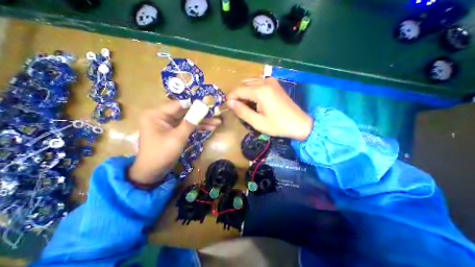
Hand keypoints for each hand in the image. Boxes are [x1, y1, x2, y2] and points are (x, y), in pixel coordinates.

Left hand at [128, 101, 220, 186]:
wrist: (153, 172)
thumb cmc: (162, 154)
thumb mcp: (177, 137)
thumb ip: (190, 122)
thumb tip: (202, 109)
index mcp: (157, 114)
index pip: (179, 105)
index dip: (195, 104)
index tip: (209, 105)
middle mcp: (162, 116)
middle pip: (185, 112)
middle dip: (201, 115)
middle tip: (215, 115)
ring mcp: (168, 124)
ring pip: (188, 119)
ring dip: (202, 122)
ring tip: (216, 123)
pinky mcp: (173, 131)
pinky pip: (186, 126)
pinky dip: (197, 127)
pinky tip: (209, 128)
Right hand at [228, 78, 313, 140]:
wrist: (299, 123)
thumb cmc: (278, 125)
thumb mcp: (257, 122)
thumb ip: (242, 111)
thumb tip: (229, 102)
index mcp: (260, 91)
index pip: (238, 90)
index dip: (231, 97)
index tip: (228, 106)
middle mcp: (265, 82)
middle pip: (243, 84)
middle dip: (237, 94)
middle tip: (236, 107)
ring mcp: (270, 81)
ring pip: (249, 81)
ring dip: (243, 91)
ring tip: (244, 104)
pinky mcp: (274, 83)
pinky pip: (257, 82)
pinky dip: (251, 89)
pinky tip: (253, 99)